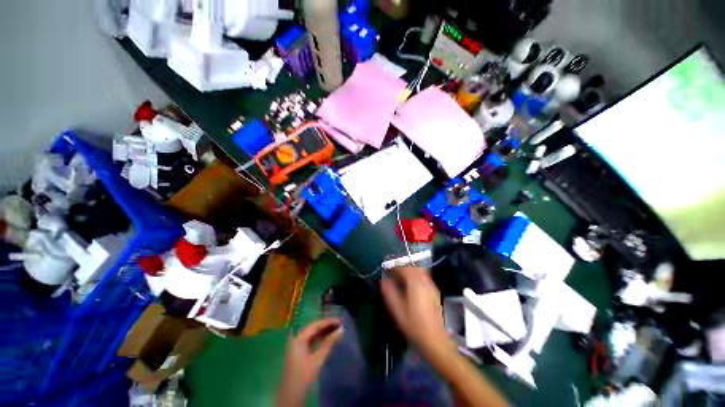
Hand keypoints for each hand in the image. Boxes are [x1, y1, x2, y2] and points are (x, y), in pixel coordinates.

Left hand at [276, 318, 342, 406]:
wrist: (293, 387)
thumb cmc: (305, 373)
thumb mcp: (318, 358)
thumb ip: (329, 343)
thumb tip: (341, 330)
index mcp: (298, 338)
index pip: (314, 325)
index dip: (327, 322)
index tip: (340, 320)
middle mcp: (295, 339)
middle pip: (311, 328)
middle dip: (325, 326)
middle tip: (340, 324)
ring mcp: (296, 345)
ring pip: (310, 335)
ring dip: (323, 332)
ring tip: (337, 330)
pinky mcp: (298, 352)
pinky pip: (309, 341)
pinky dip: (319, 339)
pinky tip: (328, 339)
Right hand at [380, 267, 453, 360]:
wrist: (434, 338)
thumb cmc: (413, 326)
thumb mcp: (397, 311)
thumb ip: (390, 293)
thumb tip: (384, 281)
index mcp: (416, 284)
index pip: (404, 267)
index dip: (394, 265)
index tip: (384, 266)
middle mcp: (426, 282)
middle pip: (415, 267)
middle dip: (403, 265)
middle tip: (391, 270)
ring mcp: (432, 287)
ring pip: (421, 272)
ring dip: (409, 270)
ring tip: (398, 277)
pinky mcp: (435, 294)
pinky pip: (424, 278)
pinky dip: (415, 277)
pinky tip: (409, 286)